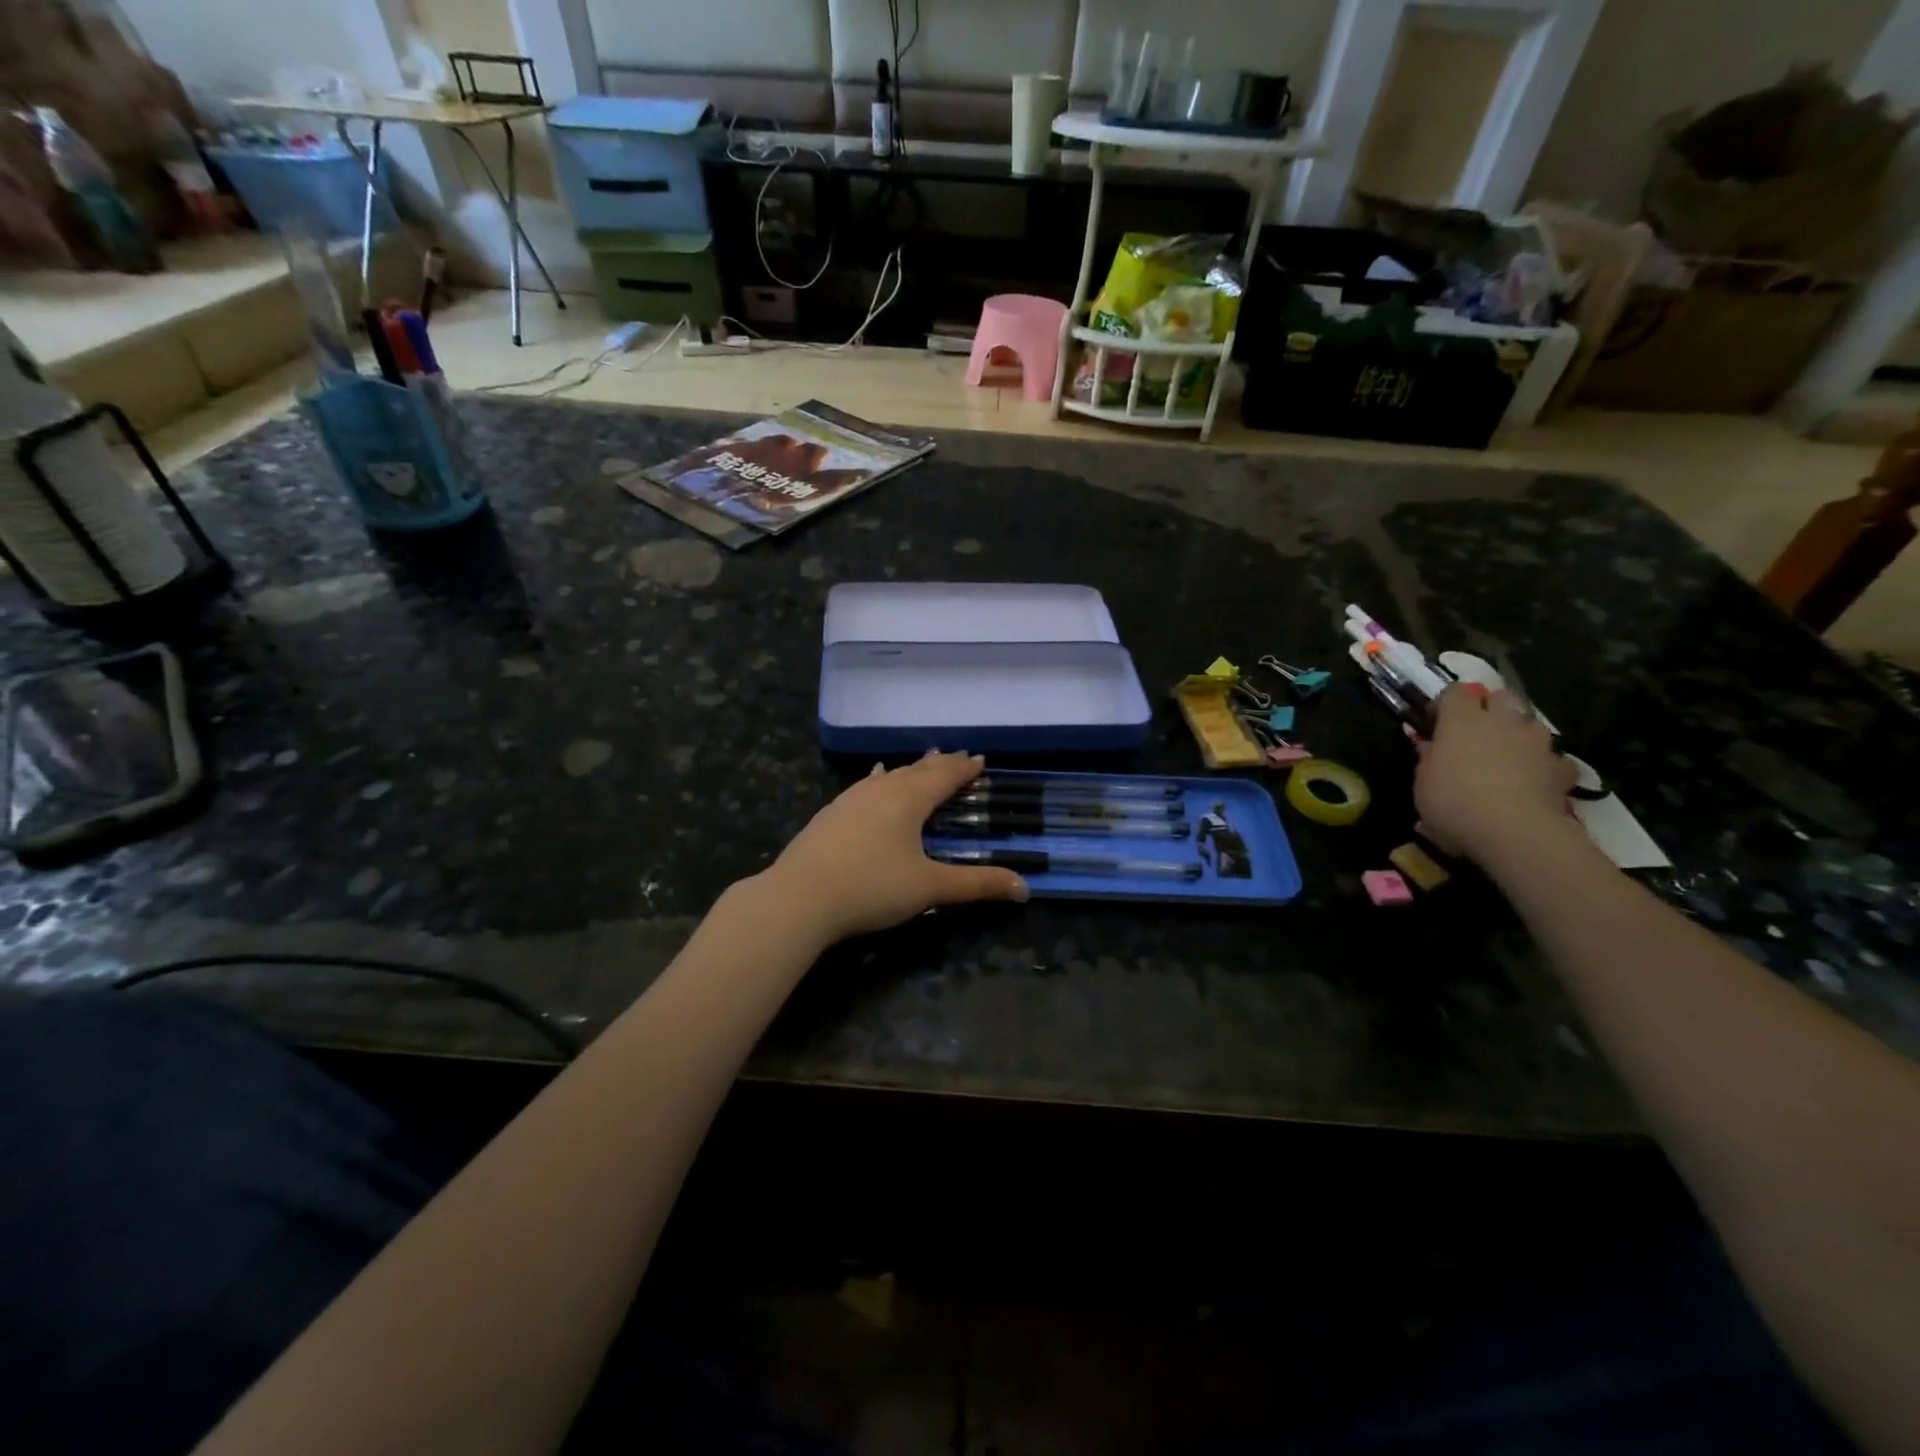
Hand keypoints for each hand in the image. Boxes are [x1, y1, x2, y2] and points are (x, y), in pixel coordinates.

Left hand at [762, 750, 1028, 944]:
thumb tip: (1025, 887)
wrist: (799, 897)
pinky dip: (880, 781)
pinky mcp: (831, 814)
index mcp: (909, 799)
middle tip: (957, 756)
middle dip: (940, 764)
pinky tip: (873, 780)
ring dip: (910, 770)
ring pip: (889, 776)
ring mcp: (851, 799)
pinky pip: (865, 786)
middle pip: (917, 770)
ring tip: (922, 763)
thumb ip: (977, 885)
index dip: (964, 768)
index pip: (944, 776)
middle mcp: (881, 790)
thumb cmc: (871, 888)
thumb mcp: (930, 887)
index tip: (980, 758)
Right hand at [1415, 686, 1578, 864]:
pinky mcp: (1562, 767)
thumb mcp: (1422, 782)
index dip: (1445, 705)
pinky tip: (1534, 782)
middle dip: (1489, 708)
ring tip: (1507, 757)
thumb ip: (1428, 758)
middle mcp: (1502, 721)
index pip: (1455, 692)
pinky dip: (1543, 765)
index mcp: (1461, 720)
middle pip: (1500, 697)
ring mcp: (1536, 742)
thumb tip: (1430, 745)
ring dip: (1518, 734)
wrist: (1515, 831)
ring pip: (1529, 724)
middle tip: (1475, 733)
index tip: (1435, 725)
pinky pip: (1552, 758)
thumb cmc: (1454, 802)